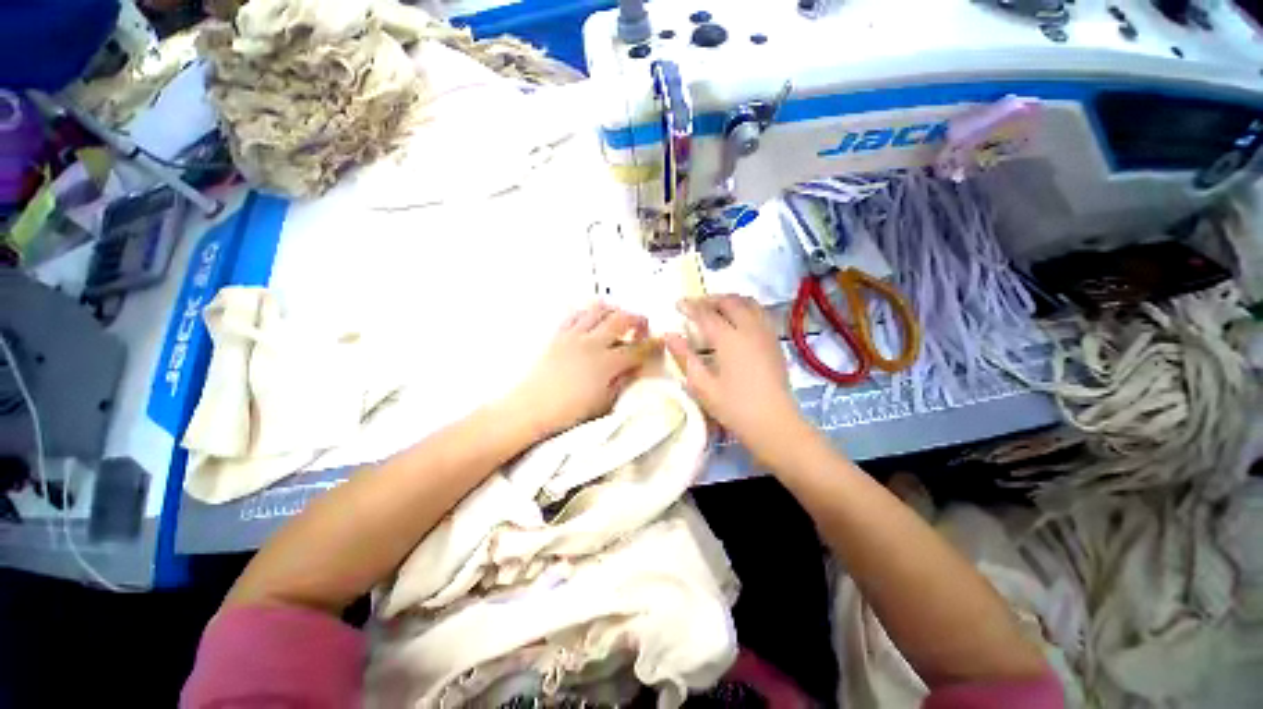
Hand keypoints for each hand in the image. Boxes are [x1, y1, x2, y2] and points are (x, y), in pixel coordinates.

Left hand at [503, 303, 650, 437]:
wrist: (531, 408)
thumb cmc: (570, 411)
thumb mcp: (604, 402)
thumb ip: (623, 381)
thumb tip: (636, 368)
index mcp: (607, 363)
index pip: (637, 349)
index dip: (653, 345)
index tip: (661, 342)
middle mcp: (592, 343)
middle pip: (621, 320)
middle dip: (637, 319)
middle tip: (642, 325)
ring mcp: (574, 336)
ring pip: (598, 310)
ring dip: (613, 310)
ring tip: (619, 317)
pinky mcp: (558, 334)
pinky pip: (575, 314)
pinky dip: (588, 311)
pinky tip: (591, 318)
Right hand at [665, 296, 808, 459]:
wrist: (774, 423)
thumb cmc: (734, 407)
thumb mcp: (702, 385)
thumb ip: (685, 357)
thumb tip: (669, 335)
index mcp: (729, 339)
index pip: (706, 314)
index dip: (690, 306)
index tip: (677, 304)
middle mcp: (749, 329)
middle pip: (730, 302)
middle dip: (711, 299)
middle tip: (695, 305)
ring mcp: (766, 334)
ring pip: (749, 303)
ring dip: (730, 300)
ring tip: (716, 308)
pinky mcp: (775, 342)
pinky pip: (760, 313)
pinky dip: (745, 308)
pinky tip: (738, 321)